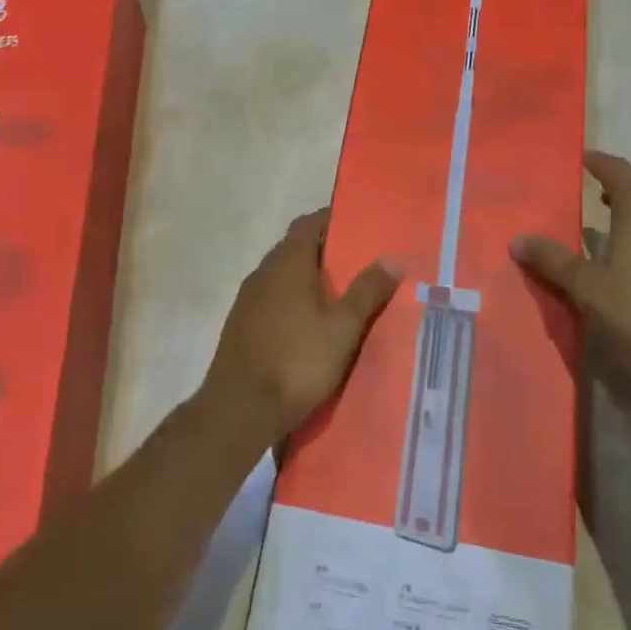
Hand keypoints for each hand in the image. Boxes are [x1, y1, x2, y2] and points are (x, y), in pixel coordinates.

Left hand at [200, 210, 402, 449]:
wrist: (239, 409)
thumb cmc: (297, 361)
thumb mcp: (343, 328)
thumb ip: (367, 291)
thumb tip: (392, 258)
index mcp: (288, 262)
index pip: (310, 223)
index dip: (333, 220)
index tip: (359, 227)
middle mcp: (264, 271)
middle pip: (296, 247)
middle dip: (325, 251)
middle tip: (358, 264)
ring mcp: (248, 298)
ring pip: (282, 275)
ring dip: (307, 278)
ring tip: (339, 295)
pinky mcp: (241, 324)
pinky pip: (272, 298)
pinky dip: (292, 300)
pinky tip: (309, 324)